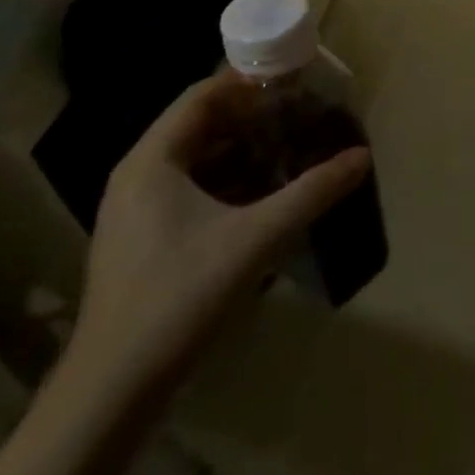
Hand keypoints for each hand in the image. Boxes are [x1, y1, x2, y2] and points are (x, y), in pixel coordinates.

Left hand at [66, 72, 370, 398]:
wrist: (113, 391)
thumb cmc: (180, 297)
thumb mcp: (256, 238)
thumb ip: (311, 192)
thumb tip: (361, 157)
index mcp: (152, 160)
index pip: (202, 95)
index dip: (249, 83)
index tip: (295, 83)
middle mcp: (138, 175)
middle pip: (200, 125)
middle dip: (252, 118)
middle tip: (301, 116)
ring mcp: (135, 211)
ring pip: (196, 160)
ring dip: (241, 151)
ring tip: (291, 149)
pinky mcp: (141, 240)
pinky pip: (188, 190)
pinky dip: (226, 182)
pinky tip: (263, 197)